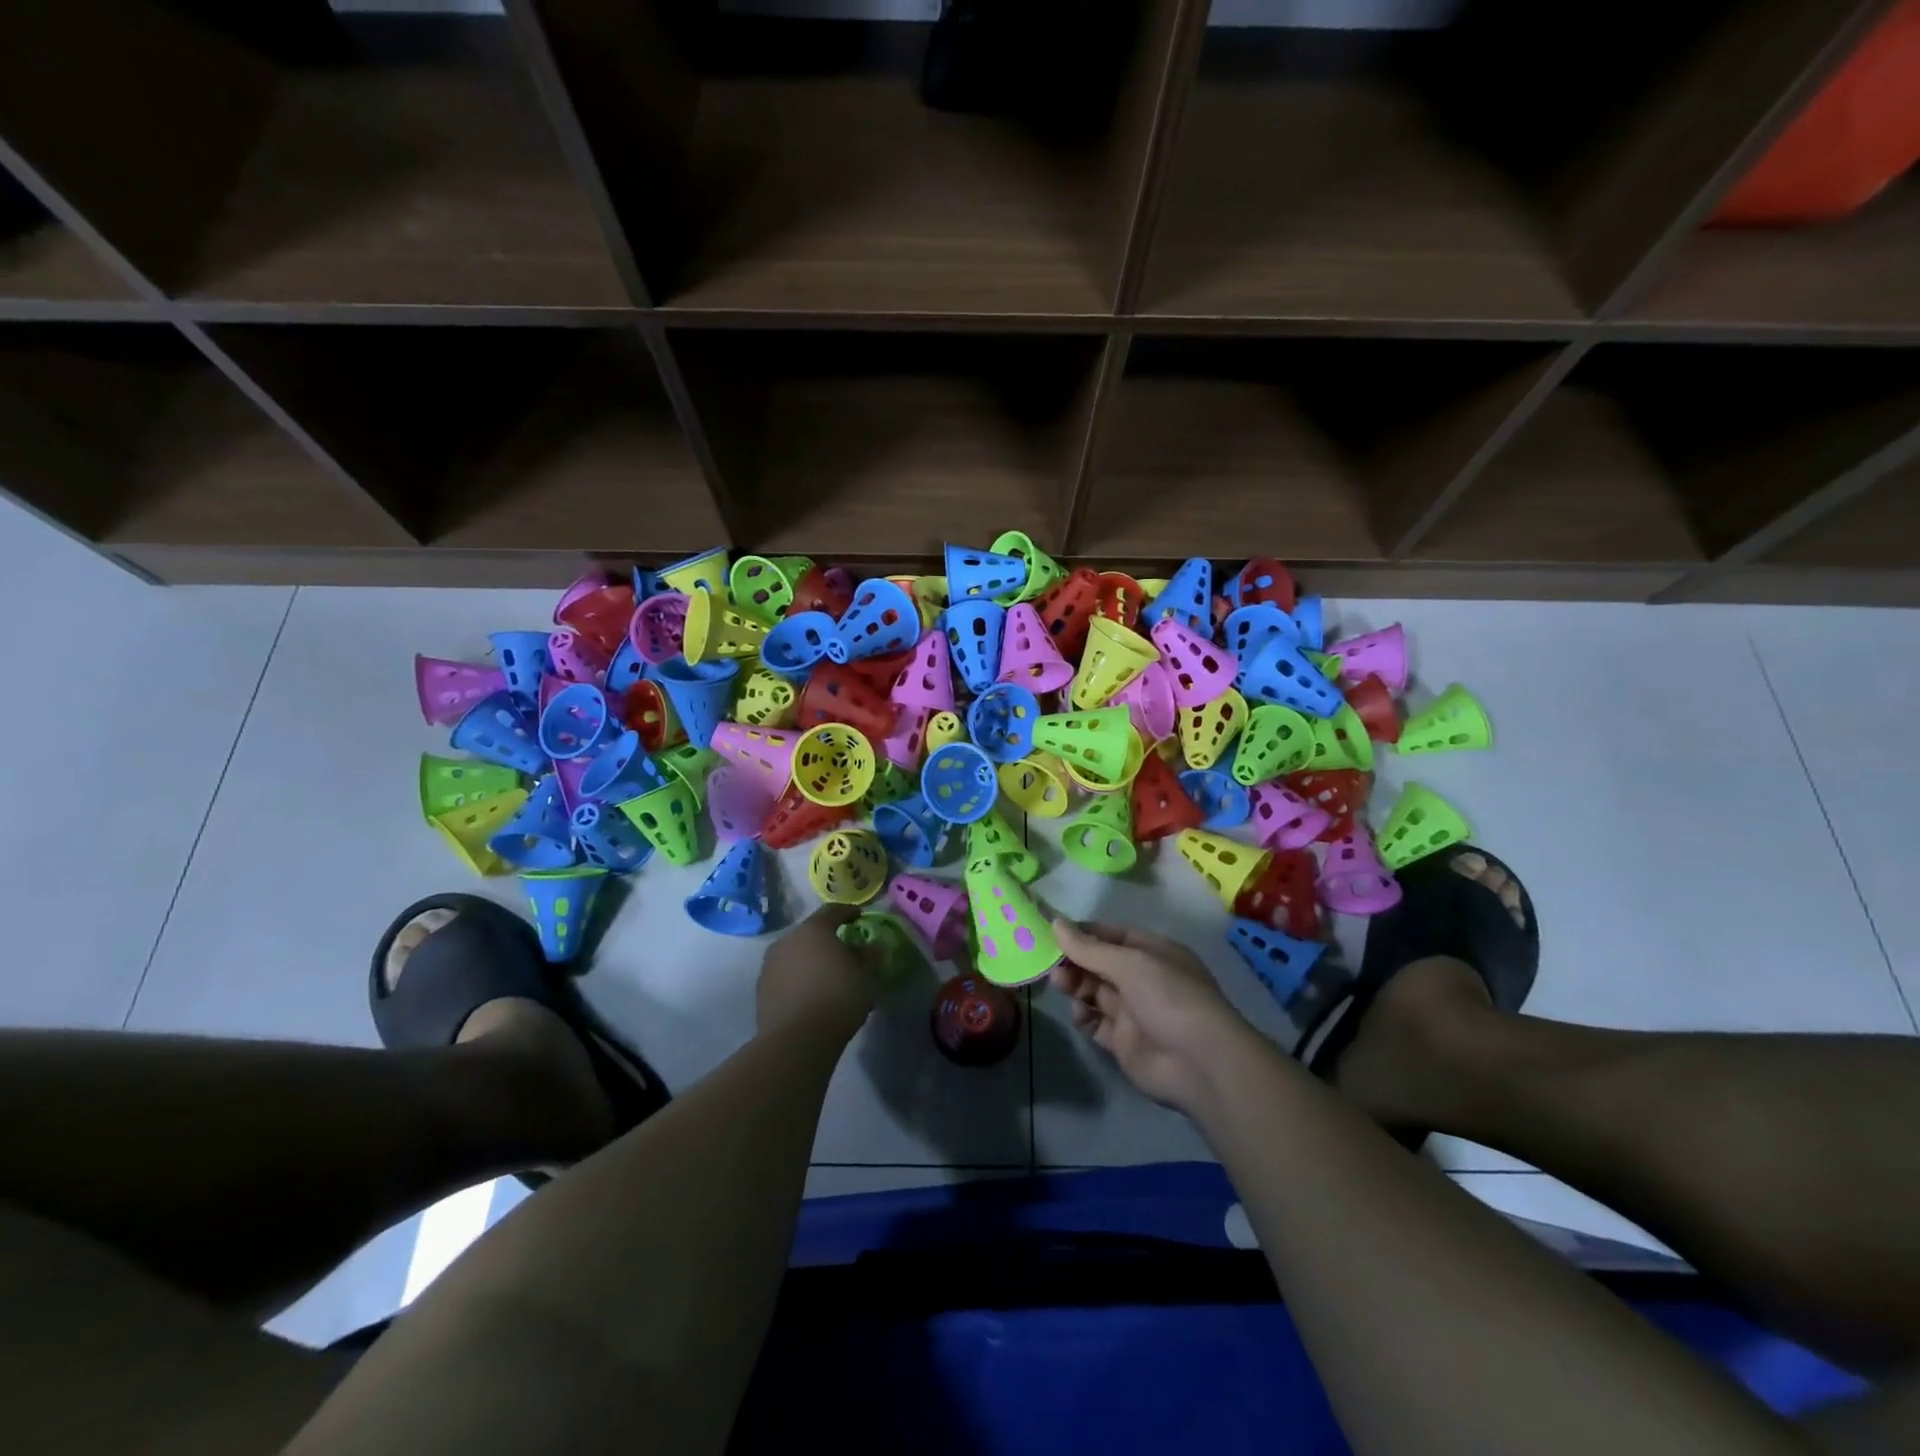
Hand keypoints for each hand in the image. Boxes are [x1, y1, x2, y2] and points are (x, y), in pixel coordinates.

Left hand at [757, 904, 879, 1040]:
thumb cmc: (837, 998)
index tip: (859, 916)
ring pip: (795, 953)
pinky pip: (785, 974)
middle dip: (827, 938)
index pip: (833, 910)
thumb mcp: (865, 976)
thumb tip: (872, 947)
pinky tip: (810, 993)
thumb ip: (869, 957)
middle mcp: (788, 940)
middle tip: (844, 949)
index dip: (848, 911)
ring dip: (810, 959)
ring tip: (826, 974)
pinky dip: (798, 977)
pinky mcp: (761, 988)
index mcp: (814, 929)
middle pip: (811, 932)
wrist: (796, 1040)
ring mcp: (770, 964)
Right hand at [1051, 919, 1253, 1111]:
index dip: (1083, 933)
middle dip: (1075, 961)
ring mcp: (1134, 1012)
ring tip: (1061, 984)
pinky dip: (1084, 1016)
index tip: (1052, 932)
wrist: (1200, 1063)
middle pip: (1100, 964)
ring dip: (1076, 986)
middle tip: (1051, 963)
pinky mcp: (1124, 1042)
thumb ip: (1089, 947)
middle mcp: (1144, 979)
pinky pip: (1096, 1023)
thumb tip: (1056, 923)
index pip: (1112, 936)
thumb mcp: (1130, 963)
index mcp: (1153, 953)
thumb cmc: (1169, 998)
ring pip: (1095, 992)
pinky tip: (1080, 1014)